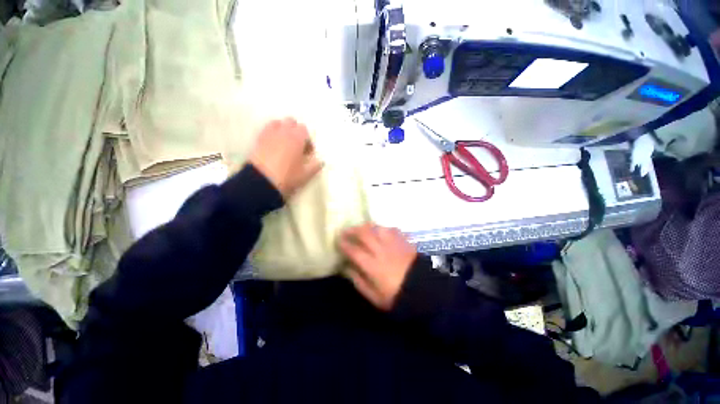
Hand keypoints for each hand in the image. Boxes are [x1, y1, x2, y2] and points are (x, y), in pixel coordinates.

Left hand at [248, 118, 323, 197]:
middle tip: (297, 146)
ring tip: (284, 144)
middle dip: (295, 131)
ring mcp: (269, 134)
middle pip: (291, 122)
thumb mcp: (306, 174)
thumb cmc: (288, 177)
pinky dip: (271, 134)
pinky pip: (266, 130)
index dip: (307, 140)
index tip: (307, 152)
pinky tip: (273, 146)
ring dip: (283, 130)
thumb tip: (320, 161)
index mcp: (296, 138)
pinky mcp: (258, 139)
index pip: (304, 130)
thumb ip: (316, 166)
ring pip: (277, 123)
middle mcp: (283, 131)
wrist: (262, 182)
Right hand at [339, 223, 416, 310]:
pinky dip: (383, 228)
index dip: (344, 244)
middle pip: (364, 234)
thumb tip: (346, 268)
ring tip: (361, 228)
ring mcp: (393, 244)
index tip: (338, 240)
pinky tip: (381, 231)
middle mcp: (381, 251)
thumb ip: (358, 281)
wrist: (423, 291)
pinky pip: (391, 229)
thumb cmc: (396, 296)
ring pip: (377, 228)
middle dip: (353, 230)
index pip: (354, 250)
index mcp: (372, 266)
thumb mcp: (374, 296)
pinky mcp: (404, 241)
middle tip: (346, 231)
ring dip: (367, 227)